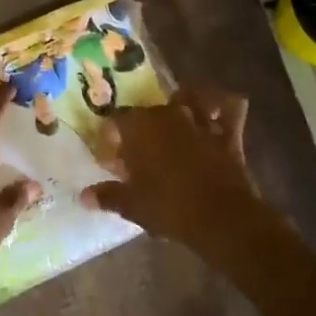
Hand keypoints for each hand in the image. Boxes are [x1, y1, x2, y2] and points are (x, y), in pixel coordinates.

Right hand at [80, 86, 262, 249]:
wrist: (221, 217)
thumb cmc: (168, 207)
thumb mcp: (131, 205)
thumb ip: (108, 196)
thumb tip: (85, 196)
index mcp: (139, 127)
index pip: (116, 120)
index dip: (110, 136)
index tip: (109, 157)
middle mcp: (168, 115)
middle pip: (149, 109)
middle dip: (141, 125)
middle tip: (137, 149)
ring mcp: (200, 120)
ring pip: (189, 97)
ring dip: (181, 103)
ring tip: (175, 118)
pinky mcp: (229, 133)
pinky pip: (231, 107)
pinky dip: (224, 106)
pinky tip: (217, 112)